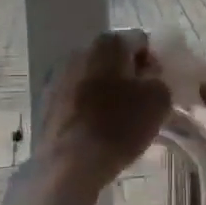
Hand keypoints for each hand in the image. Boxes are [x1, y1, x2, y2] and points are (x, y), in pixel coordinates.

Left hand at [36, 31, 170, 189]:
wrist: (70, 162)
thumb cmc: (120, 125)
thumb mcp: (159, 100)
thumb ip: (158, 79)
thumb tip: (148, 76)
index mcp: (109, 42)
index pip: (141, 41)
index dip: (153, 62)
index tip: (158, 86)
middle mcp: (80, 50)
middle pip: (114, 57)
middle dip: (128, 75)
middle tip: (141, 102)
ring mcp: (59, 74)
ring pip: (93, 76)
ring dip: (107, 90)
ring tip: (118, 118)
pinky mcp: (46, 99)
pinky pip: (76, 95)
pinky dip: (88, 104)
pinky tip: (96, 128)